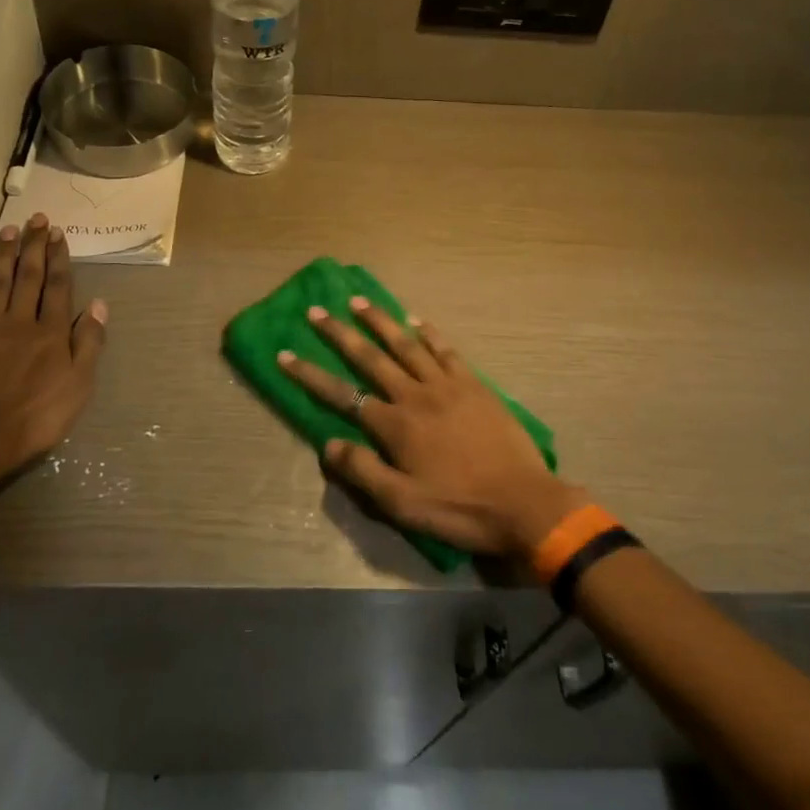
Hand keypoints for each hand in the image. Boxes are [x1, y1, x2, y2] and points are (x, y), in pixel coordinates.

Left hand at [0, 214, 107, 498]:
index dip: (59, 259)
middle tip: (38, 219)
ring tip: (10, 230)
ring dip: (5, 254)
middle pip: (29, 276)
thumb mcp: (78, 387)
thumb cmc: (34, 419)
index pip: (58, 287)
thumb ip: (88, 344)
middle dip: (34, 246)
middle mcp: (20, 322)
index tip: (59, 234)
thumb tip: (101, 305)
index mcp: (51, 333)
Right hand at [278, 300, 582, 558]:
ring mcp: (447, 385)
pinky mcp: (474, 384)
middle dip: (340, 334)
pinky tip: (417, 321)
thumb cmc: (459, 508)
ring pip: (406, 345)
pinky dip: (429, 333)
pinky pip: (447, 351)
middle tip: (317, 311)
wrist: (524, 503)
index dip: (310, 374)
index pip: (342, 394)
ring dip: (381, 321)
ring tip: (358, 301)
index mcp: (395, 425)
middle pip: (370, 358)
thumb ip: (363, 471)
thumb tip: (328, 443)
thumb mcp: (403, 504)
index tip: (286, 353)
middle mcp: (415, 395)